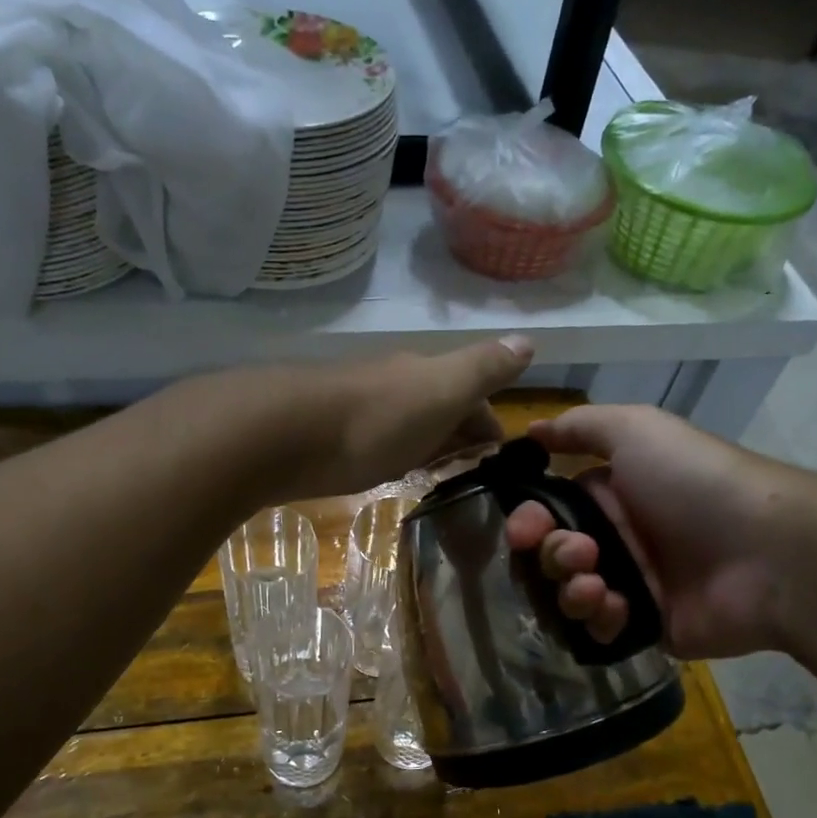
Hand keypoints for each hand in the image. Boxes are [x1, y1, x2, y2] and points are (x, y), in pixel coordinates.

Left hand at [269, 336, 534, 499]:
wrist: (288, 434)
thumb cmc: (377, 418)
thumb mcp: (443, 390)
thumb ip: (484, 368)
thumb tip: (528, 341)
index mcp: (426, 374)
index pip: (472, 395)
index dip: (488, 424)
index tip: (498, 458)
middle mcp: (394, 384)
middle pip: (438, 407)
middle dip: (458, 433)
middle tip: (471, 472)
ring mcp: (359, 408)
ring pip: (407, 424)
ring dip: (426, 444)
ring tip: (435, 476)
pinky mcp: (330, 435)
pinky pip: (375, 441)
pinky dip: (393, 454)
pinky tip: (387, 470)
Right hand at [505, 405, 804, 658]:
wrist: (767, 551)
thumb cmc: (695, 482)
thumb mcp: (637, 430)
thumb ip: (579, 427)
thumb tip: (532, 431)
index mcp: (611, 496)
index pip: (548, 513)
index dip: (527, 522)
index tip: (523, 531)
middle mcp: (616, 540)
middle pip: (552, 556)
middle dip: (551, 556)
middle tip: (578, 555)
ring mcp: (630, 585)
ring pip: (568, 595)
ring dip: (569, 589)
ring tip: (596, 585)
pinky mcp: (644, 626)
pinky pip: (599, 630)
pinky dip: (598, 619)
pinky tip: (616, 607)